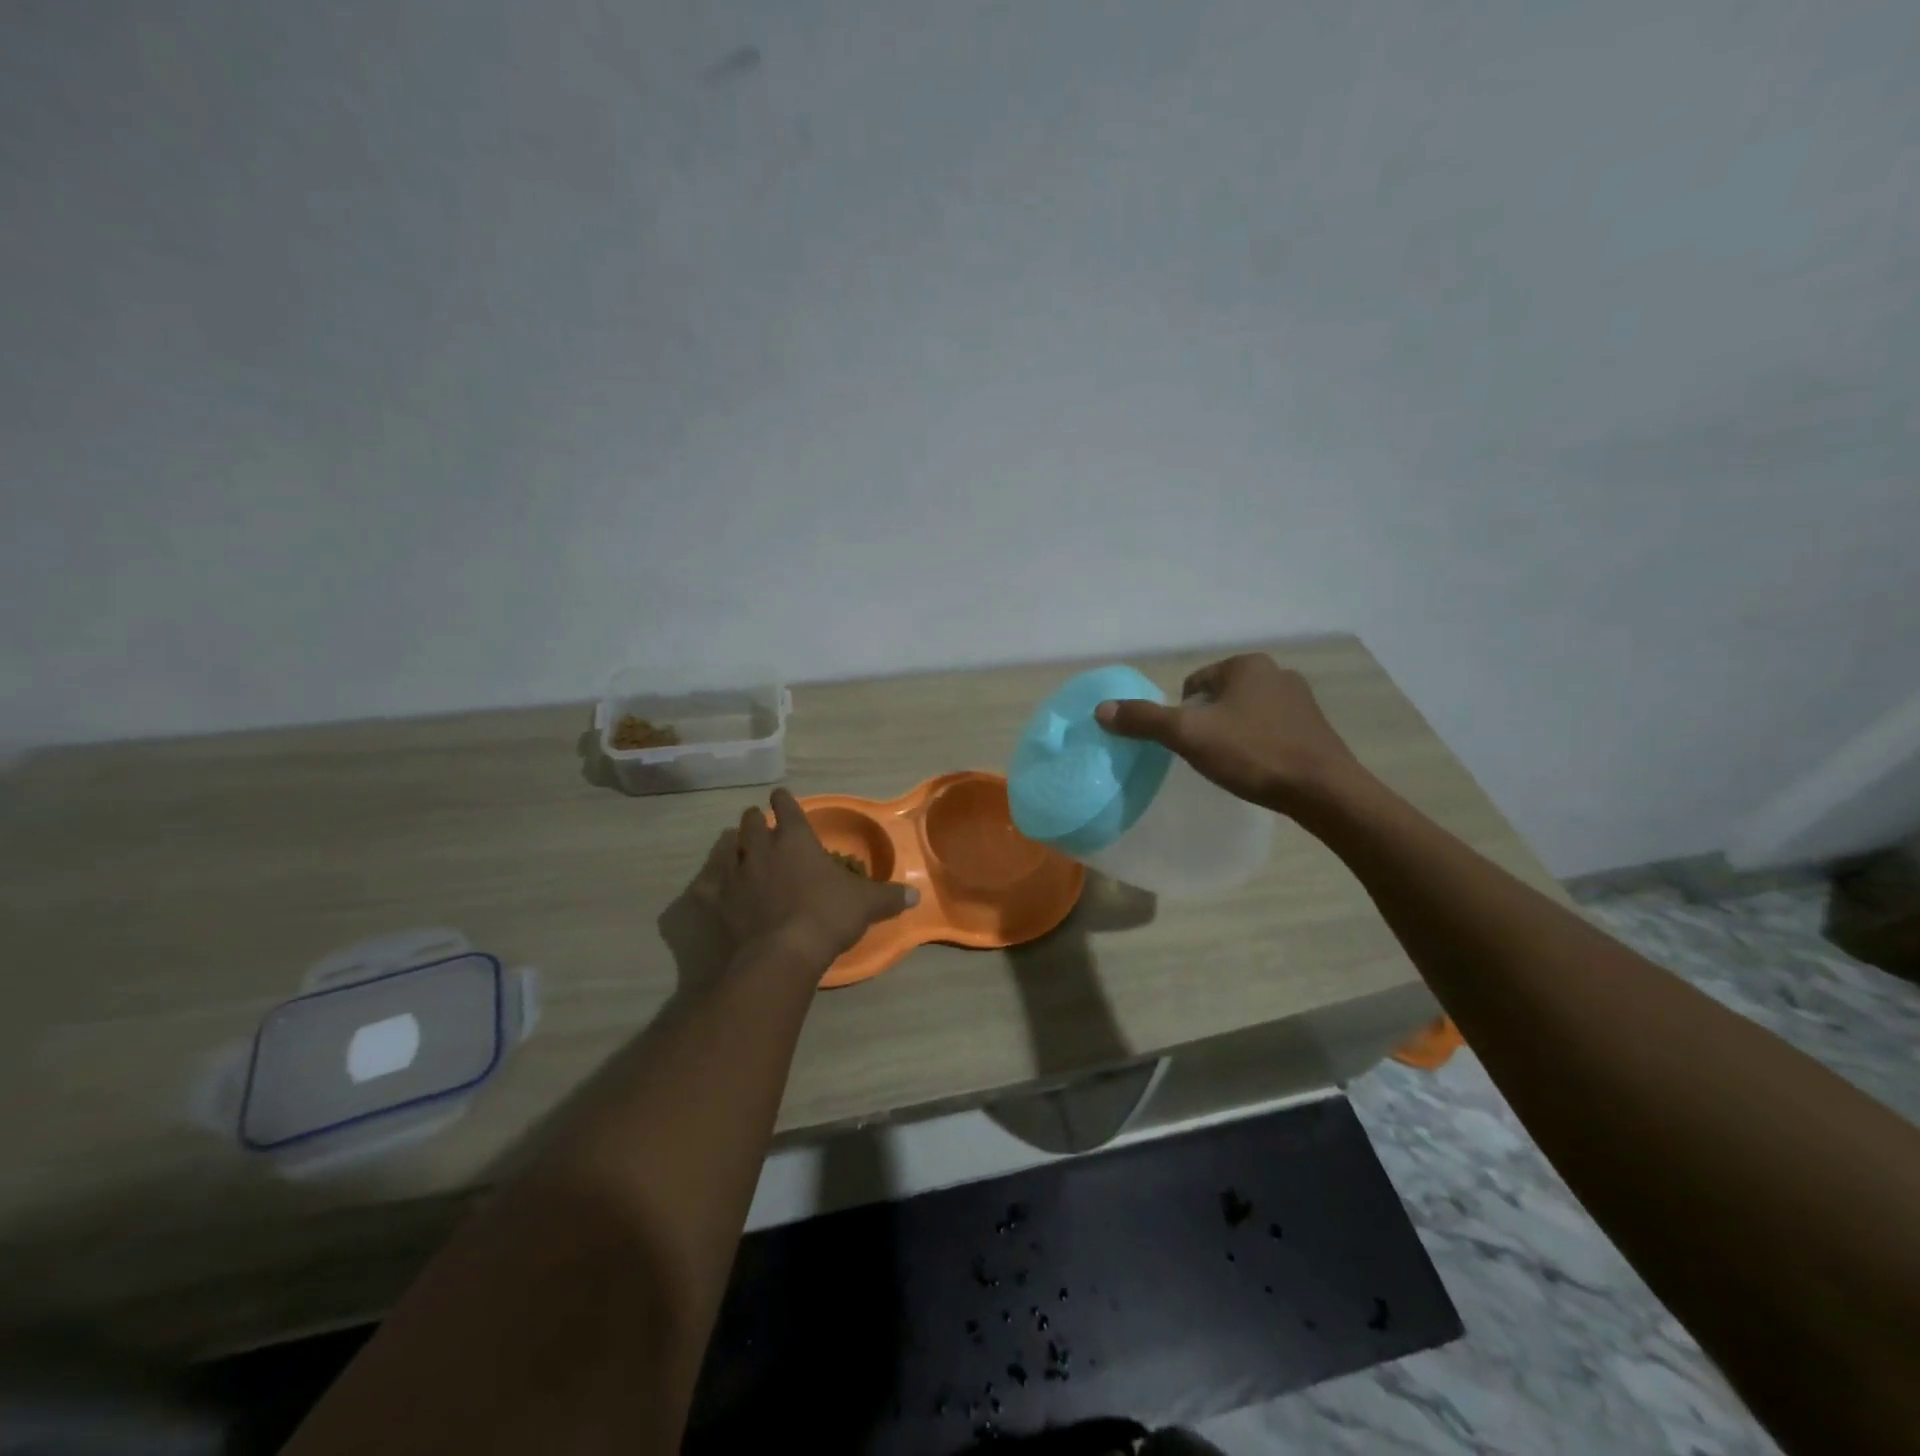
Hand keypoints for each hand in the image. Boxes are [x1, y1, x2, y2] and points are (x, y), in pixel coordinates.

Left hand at [688, 788, 917, 974]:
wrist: (782, 955)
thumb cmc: (827, 917)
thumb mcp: (866, 905)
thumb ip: (889, 896)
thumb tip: (916, 895)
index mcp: (796, 840)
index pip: (788, 809)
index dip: (785, 801)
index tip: (781, 796)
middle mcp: (761, 850)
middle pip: (751, 824)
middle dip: (755, 820)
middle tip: (758, 822)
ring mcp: (735, 875)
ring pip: (727, 847)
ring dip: (731, 843)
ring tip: (733, 844)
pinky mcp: (716, 902)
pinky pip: (706, 884)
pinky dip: (709, 881)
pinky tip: (708, 884)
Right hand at [1094, 653, 1362, 815]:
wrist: (1324, 791)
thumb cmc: (1253, 754)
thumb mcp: (1189, 735)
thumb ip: (1144, 720)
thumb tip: (1101, 710)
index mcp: (1246, 665)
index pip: (1194, 684)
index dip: (1182, 714)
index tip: (1187, 743)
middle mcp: (1276, 673)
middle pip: (1219, 698)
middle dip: (1208, 723)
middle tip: (1205, 755)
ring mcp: (1301, 700)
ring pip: (1246, 714)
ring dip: (1233, 734)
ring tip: (1232, 765)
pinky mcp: (1315, 728)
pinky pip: (1271, 730)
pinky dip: (1258, 745)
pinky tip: (1258, 769)